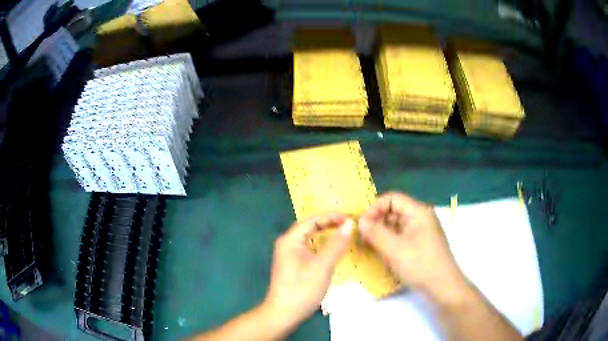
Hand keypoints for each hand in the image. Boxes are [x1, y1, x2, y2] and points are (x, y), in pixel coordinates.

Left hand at [265, 212, 353, 325]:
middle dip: (330, 224)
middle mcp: (287, 244)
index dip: (332, 217)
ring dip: (327, 234)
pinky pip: (310, 249)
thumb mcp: (322, 265)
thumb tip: (349, 224)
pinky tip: (332, 251)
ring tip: (344, 234)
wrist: (284, 313)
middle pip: (310, 227)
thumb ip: (336, 244)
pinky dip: (322, 246)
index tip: (350, 218)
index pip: (313, 220)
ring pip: (310, 239)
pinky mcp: (293, 265)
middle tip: (349, 225)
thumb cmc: (302, 288)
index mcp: (290, 240)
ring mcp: (289, 255)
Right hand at [358, 192, 467, 303]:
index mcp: (418, 212)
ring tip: (369, 247)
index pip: (392, 198)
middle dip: (376, 222)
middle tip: (362, 237)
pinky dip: (389, 242)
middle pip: (394, 211)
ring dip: (381, 234)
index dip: (374, 208)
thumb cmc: (420, 264)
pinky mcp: (420, 244)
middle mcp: (421, 217)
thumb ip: (375, 233)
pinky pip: (401, 237)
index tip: (361, 224)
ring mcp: (422, 231)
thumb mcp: (394, 249)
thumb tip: (360, 222)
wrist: (443, 286)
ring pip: (396, 225)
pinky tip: (382, 254)